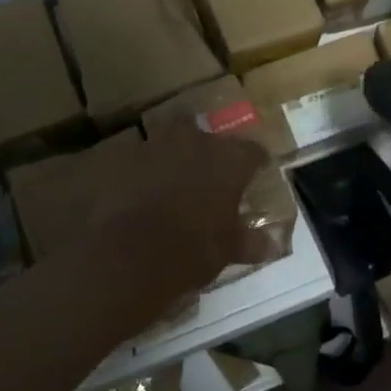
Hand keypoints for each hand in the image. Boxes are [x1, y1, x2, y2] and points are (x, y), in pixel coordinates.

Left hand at [90, 124, 269, 320]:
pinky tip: (139, 191)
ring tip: (171, 180)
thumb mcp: (226, 251)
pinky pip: (136, 158)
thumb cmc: (189, 251)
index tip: (255, 173)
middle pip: (206, 134)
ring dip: (172, 156)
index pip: (252, 151)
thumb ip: (249, 241)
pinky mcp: (119, 158)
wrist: (123, 255)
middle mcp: (193, 142)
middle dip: (208, 151)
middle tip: (208, 174)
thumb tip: (271, 244)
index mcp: (227, 161)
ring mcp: (153, 146)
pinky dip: (140, 170)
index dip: (254, 162)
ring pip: (168, 140)